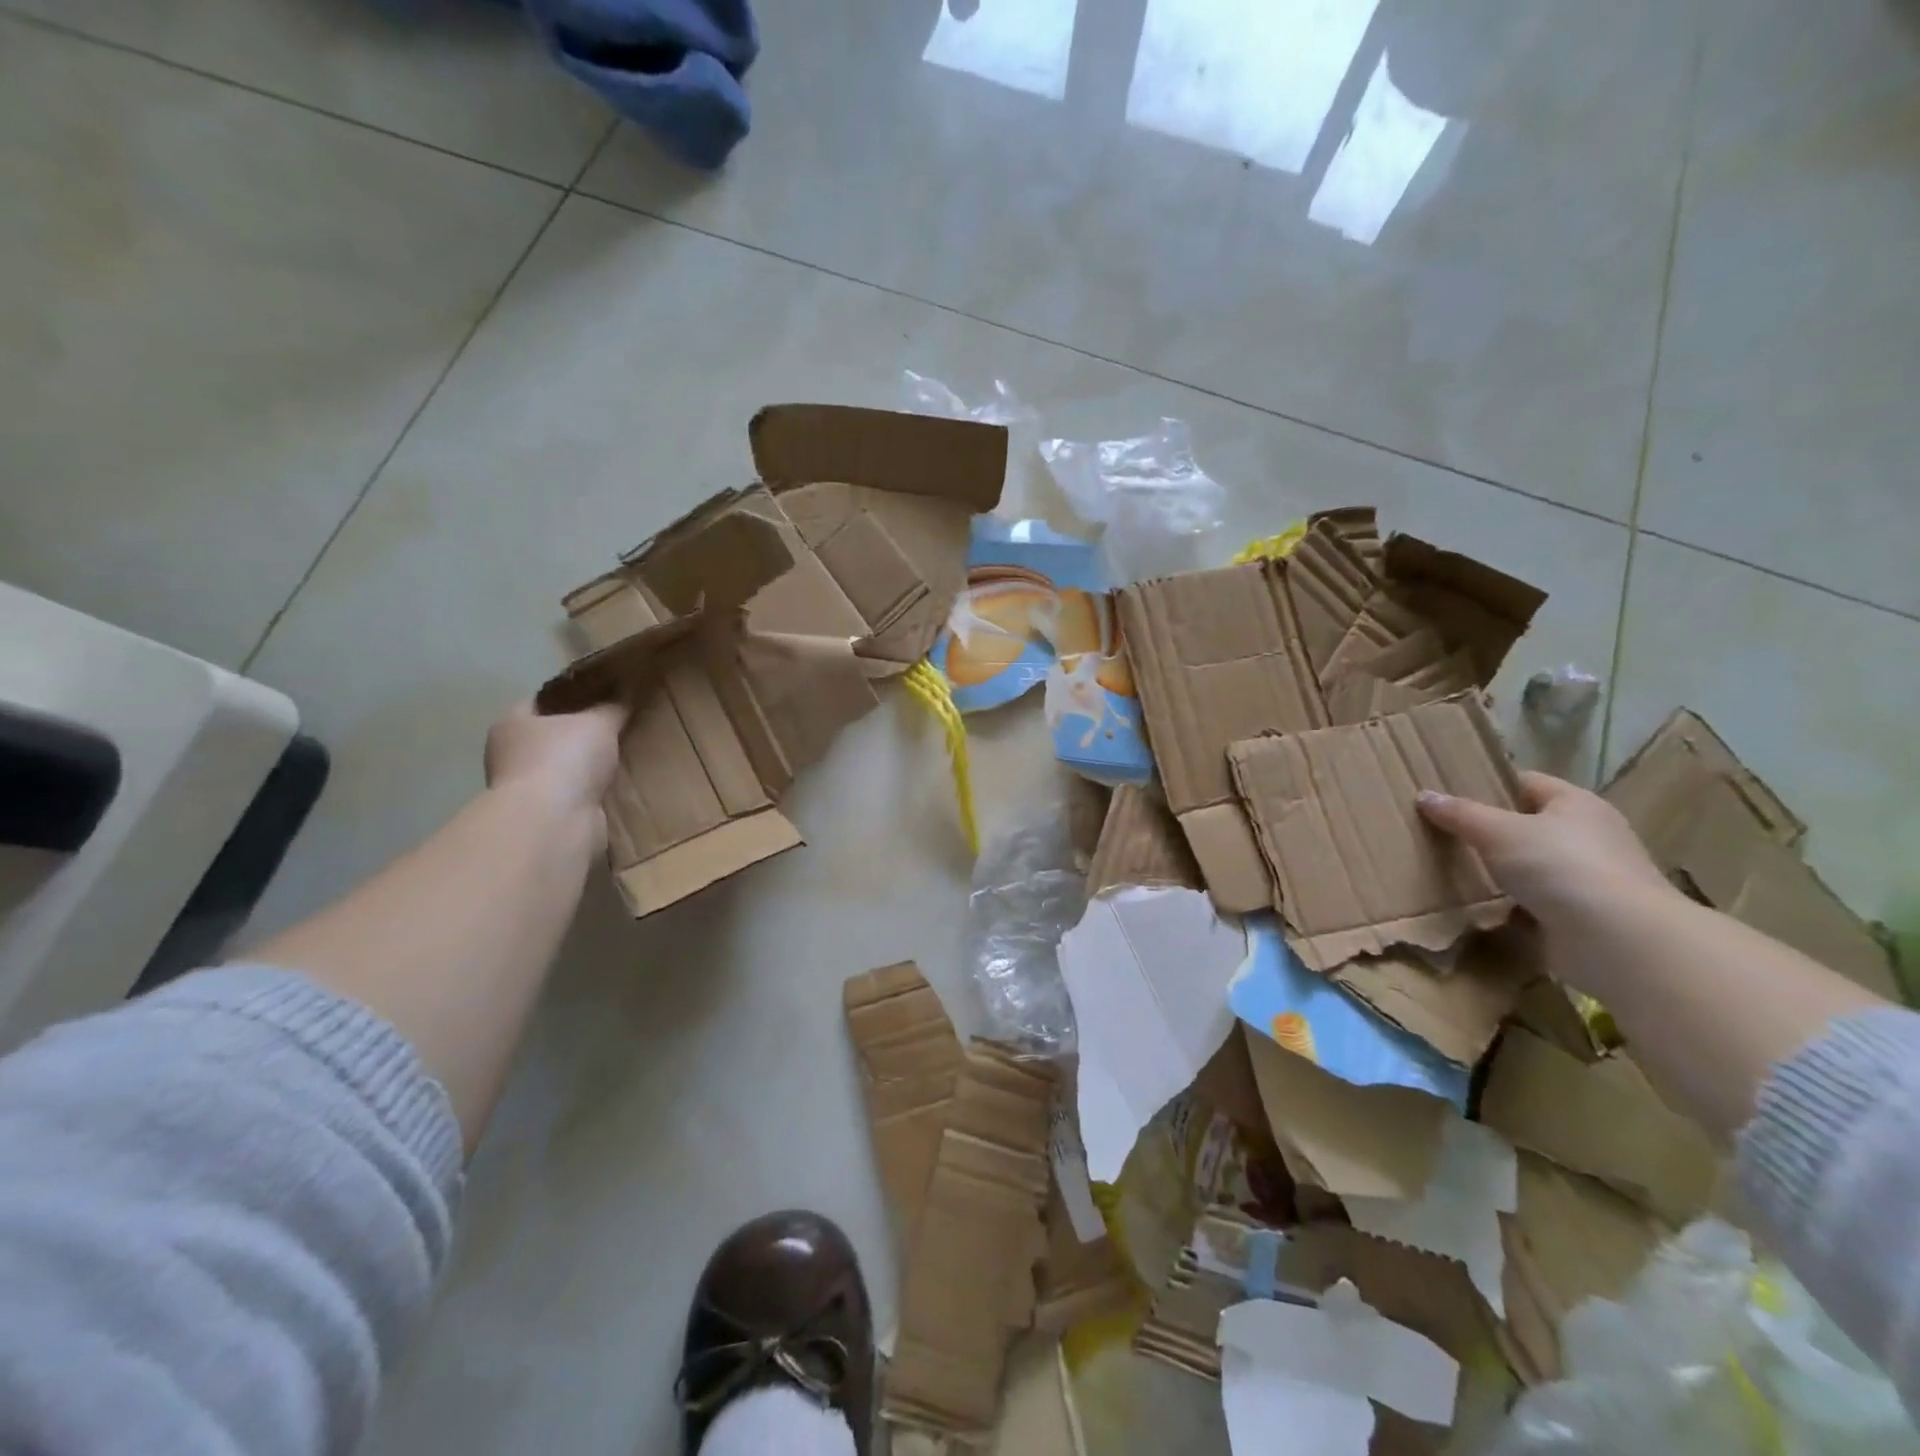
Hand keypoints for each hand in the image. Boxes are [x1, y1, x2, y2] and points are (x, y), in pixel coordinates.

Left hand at [484, 699, 626, 822]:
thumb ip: (613, 707)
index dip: (571, 694)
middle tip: (617, 725)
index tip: (602, 694)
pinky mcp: (544, 816)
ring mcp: (525, 789)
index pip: (541, 700)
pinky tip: (615, 785)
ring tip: (622, 755)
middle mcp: (509, 755)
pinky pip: (573, 795)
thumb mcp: (599, 722)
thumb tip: (628, 693)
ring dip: (585, 766)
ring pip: (562, 768)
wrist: (554, 822)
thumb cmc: (565, 758)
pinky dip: (590, 791)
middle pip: (550, 736)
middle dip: (580, 733)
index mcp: (511, 723)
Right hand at [1416, 771, 1676, 929]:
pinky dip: (1507, 905)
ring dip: (1496, 871)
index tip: (1448, 794)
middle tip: (1440, 832)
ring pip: (1528, 865)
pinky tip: (1474, 906)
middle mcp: (1588, 836)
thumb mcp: (1498, 832)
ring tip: (1448, 869)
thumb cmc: (1561, 867)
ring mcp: (1587, 878)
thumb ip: (1460, 814)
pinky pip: (1533, 902)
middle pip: (1527, 825)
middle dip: (1487, 830)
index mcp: (1576, 804)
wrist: (1618, 941)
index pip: (1526, 783)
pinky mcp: (1581, 915)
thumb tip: (1424, 796)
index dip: (1488, 784)